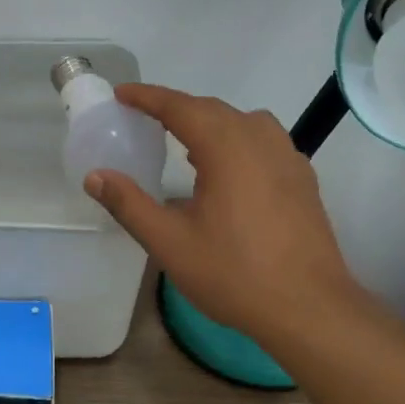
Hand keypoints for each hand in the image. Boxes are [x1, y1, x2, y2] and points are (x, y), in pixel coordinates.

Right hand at [83, 84, 363, 342]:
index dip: (148, 97)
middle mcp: (260, 140)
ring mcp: (288, 158)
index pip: (180, 106)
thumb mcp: (170, 243)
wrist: (308, 308)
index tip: (121, 95)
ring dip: (209, 122)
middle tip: (144, 118)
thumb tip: (95, 177)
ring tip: (184, 141)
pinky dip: (236, 140)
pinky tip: (227, 169)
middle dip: (176, 108)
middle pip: (212, 109)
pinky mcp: (302, 178)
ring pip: (242, 122)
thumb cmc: (234, 274)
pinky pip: (263, 141)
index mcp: (227, 147)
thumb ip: (129, 205)